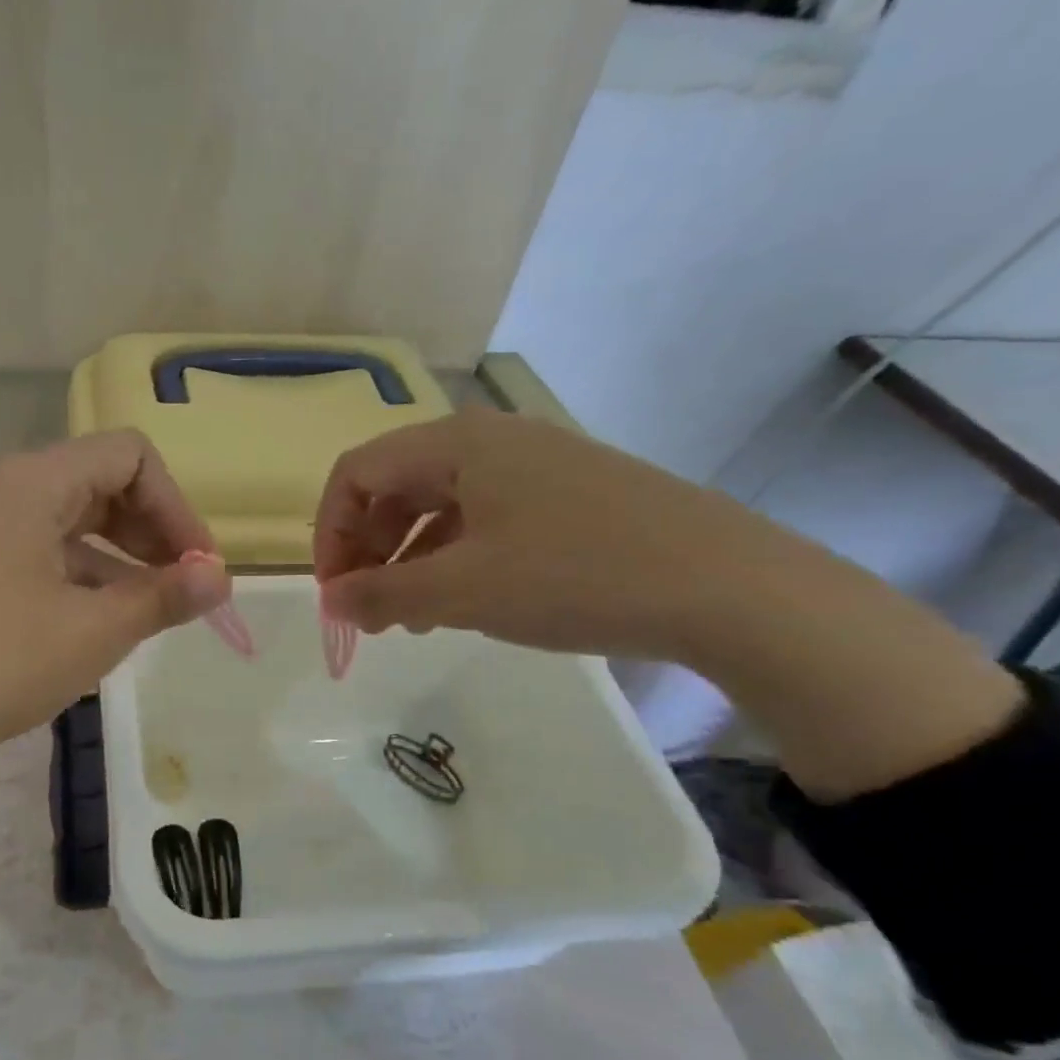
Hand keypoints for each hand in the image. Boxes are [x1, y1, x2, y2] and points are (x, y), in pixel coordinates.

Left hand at [0, 430, 229, 764]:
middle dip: (150, 533)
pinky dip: (72, 578)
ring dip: (114, 560)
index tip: (198, 569)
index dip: (177, 506)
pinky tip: (85, 627)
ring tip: (141, 617)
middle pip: (97, 484)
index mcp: (33, 483)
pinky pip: (31, 554)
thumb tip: (220, 576)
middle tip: (178, 590)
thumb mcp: (91, 632)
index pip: (130, 456)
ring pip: (64, 524)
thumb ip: (162, 596)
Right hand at [313, 406, 756, 658]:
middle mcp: (490, 440)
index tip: (334, 593)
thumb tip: (332, 601)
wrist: (729, 587)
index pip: (356, 473)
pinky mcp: (568, 495)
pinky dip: (455, 559)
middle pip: (395, 486)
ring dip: (409, 560)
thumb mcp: (460, 590)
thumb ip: (381, 592)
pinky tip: (462, 604)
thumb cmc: (573, 575)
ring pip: (440, 507)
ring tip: (410, 618)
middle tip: (369, 611)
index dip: (329, 532)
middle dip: (369, 550)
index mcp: (455, 443)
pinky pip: (484, 520)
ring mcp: (535, 465)